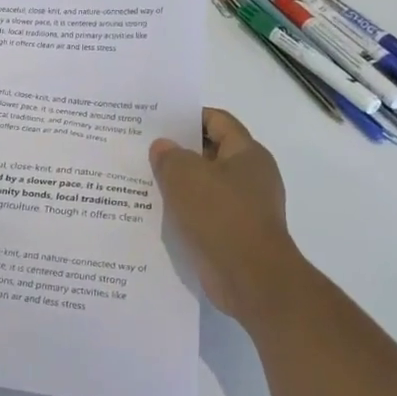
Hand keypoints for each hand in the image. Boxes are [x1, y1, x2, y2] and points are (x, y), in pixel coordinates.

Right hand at [150, 108, 307, 329]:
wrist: (252, 279)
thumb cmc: (221, 216)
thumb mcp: (185, 176)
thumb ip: (169, 156)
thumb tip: (163, 147)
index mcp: (247, 153)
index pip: (218, 120)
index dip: (188, 116)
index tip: (157, 121)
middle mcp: (251, 176)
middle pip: (211, 152)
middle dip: (179, 150)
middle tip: (144, 149)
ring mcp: (246, 207)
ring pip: (206, 185)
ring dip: (180, 183)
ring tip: (145, 180)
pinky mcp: (236, 234)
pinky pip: (206, 212)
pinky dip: (186, 210)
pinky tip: (159, 212)